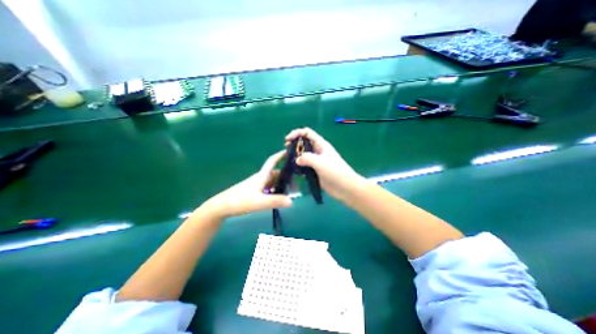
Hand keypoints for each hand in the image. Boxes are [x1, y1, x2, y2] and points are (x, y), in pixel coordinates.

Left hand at [198, 150, 292, 218]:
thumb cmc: (240, 201)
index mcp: (262, 176)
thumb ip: (276, 201)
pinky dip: (275, 190)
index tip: (290, 151)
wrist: (221, 207)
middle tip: (296, 183)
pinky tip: (278, 197)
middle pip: (275, 173)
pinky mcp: (253, 191)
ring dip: (281, 184)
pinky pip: (268, 187)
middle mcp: (260, 178)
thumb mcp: (260, 202)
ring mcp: (256, 185)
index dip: (281, 155)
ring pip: (272, 181)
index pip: (272, 161)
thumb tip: (292, 201)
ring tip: (290, 191)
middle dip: (286, 176)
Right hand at [285, 127, 362, 200]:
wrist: (345, 187)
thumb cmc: (335, 172)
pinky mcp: (315, 171)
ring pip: (303, 155)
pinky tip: (293, 170)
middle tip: (286, 150)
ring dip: (295, 156)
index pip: (307, 133)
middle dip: (294, 144)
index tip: (287, 140)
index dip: (297, 133)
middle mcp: (318, 151)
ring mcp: (316, 162)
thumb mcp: (321, 162)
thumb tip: (296, 160)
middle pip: (304, 143)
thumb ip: (307, 158)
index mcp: (321, 145)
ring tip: (287, 160)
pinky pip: (304, 166)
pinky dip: (298, 166)